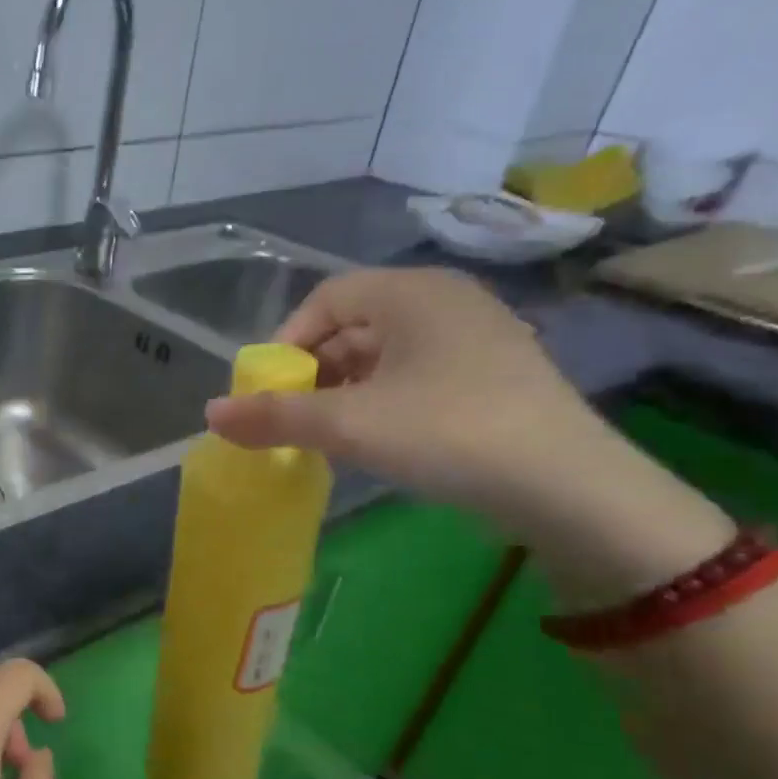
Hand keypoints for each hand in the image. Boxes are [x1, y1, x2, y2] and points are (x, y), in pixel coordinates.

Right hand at [205, 268, 614, 535]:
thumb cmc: (447, 432)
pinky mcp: (491, 376)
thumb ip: (274, 417)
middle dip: (312, 372)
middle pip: (354, 325)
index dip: (286, 341)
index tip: (268, 391)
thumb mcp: (349, 424)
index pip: (326, 297)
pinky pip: (415, 375)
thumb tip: (210, 415)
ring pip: (384, 354)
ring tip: (326, 435)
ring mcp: (475, 338)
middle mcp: (446, 302)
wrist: (567, 486)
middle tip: (292, 418)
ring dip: (343, 391)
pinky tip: (373, 440)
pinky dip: (380, 401)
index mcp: (413, 292)